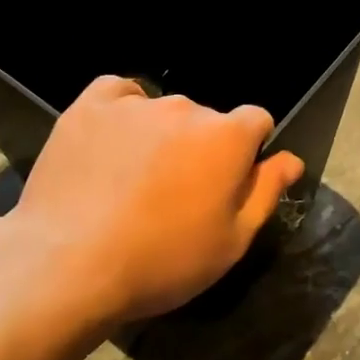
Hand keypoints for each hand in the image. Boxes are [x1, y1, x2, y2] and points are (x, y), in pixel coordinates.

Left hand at [1, 76, 305, 329]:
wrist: (68, 265)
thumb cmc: (162, 261)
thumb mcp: (231, 242)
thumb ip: (266, 192)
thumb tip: (291, 159)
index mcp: (227, 137)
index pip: (256, 121)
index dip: (248, 151)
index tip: (228, 183)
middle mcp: (186, 108)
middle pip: (207, 120)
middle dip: (201, 148)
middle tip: (175, 193)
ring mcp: (135, 104)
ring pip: (162, 110)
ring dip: (160, 134)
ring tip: (133, 178)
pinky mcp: (88, 107)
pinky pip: (117, 94)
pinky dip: (121, 112)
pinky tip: (110, 144)